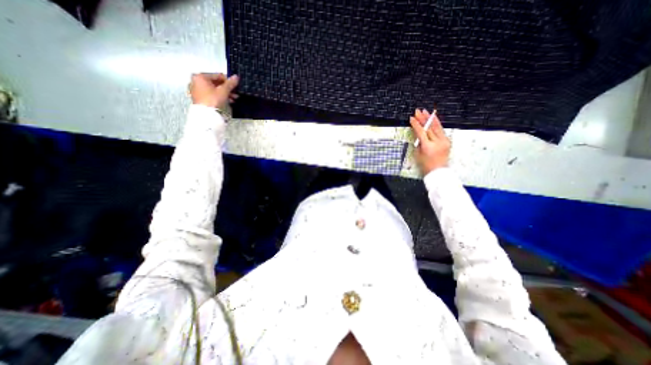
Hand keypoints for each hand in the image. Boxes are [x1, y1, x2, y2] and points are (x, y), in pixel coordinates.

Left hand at [190, 73, 240, 108]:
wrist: (206, 115)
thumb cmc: (214, 99)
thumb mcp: (224, 91)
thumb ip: (230, 83)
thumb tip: (236, 76)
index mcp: (200, 76)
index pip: (217, 75)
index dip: (228, 81)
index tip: (236, 86)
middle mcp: (196, 81)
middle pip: (215, 83)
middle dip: (227, 89)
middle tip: (236, 94)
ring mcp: (196, 90)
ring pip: (214, 89)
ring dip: (225, 93)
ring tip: (234, 99)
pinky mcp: (199, 98)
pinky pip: (211, 94)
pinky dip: (219, 97)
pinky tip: (228, 101)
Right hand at [408, 106, 450, 173]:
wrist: (438, 171)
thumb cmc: (425, 165)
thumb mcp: (418, 154)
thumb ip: (419, 143)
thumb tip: (418, 133)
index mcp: (428, 147)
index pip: (421, 132)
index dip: (416, 124)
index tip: (412, 118)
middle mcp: (437, 142)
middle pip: (429, 127)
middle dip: (423, 118)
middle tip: (418, 111)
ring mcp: (444, 141)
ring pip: (437, 127)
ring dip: (431, 118)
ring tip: (426, 112)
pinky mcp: (447, 141)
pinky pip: (441, 130)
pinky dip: (437, 124)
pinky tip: (434, 119)